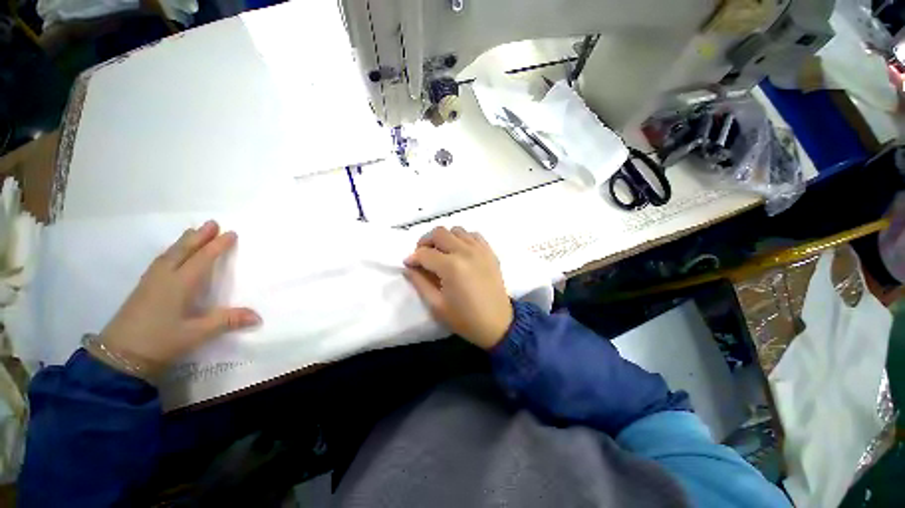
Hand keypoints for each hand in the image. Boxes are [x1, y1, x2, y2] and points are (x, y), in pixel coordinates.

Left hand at [93, 220, 260, 375]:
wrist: (118, 357)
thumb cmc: (160, 342)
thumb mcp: (196, 334)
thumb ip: (227, 321)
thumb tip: (258, 316)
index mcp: (179, 284)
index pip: (202, 259)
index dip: (218, 246)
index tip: (231, 233)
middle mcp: (164, 277)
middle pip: (183, 251)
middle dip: (199, 236)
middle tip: (212, 223)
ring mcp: (150, 282)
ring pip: (169, 254)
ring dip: (183, 242)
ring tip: (193, 232)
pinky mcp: (143, 289)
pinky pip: (160, 262)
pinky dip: (171, 252)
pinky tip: (171, 255)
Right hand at [404, 226, 512, 349]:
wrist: (498, 324)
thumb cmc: (465, 318)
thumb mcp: (436, 305)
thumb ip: (419, 282)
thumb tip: (408, 266)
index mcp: (451, 266)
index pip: (425, 253)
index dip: (413, 258)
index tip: (409, 264)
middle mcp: (466, 251)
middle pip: (439, 233)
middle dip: (425, 241)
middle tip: (423, 256)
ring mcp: (480, 249)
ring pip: (456, 230)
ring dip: (444, 238)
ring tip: (441, 253)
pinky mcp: (490, 252)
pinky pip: (473, 235)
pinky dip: (463, 238)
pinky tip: (460, 251)